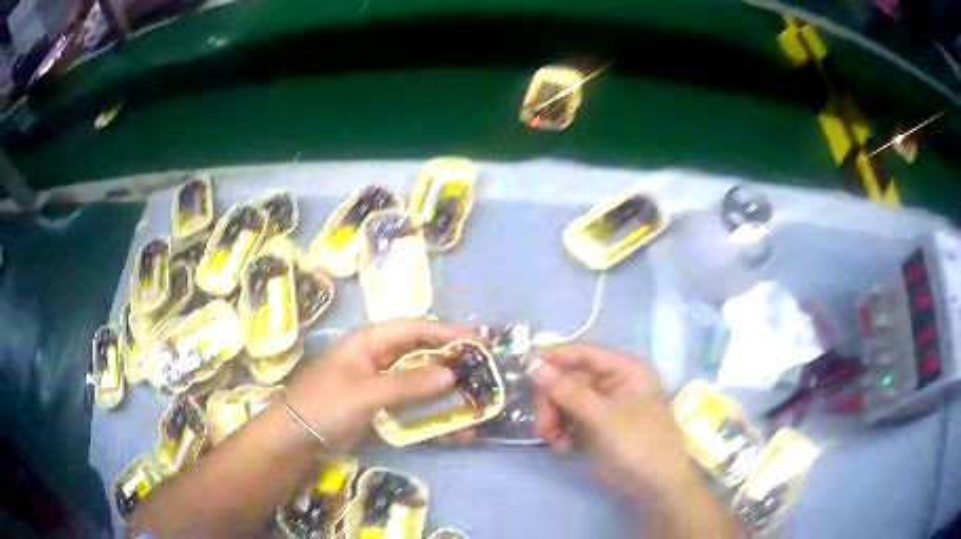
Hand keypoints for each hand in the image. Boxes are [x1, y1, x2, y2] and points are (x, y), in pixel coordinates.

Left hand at [284, 318, 470, 449]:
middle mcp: (376, 355)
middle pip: (418, 349)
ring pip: (416, 374)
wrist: (297, 434)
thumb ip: (408, 384)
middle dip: (448, 356)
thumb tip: (451, 375)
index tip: (476, 340)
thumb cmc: (326, 404)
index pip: (414, 328)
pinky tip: (447, 415)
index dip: (446, 331)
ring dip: (441, 381)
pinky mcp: (378, 401)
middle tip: (480, 366)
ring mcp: (377, 379)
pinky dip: (428, 403)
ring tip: (471, 389)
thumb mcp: (366, 393)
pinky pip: (409, 397)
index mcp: (370, 341)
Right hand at [530, 343, 698, 499]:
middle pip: (569, 378)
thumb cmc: (638, 443)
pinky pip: (567, 419)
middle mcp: (613, 382)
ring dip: (552, 418)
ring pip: (564, 400)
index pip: (583, 353)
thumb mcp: (603, 417)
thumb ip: (568, 392)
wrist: (655, 484)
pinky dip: (560, 431)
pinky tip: (562, 447)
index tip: (524, 371)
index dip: (554, 359)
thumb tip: (534, 366)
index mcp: (625, 369)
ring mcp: (602, 405)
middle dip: (551, 400)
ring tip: (552, 439)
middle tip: (543, 424)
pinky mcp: (594, 425)